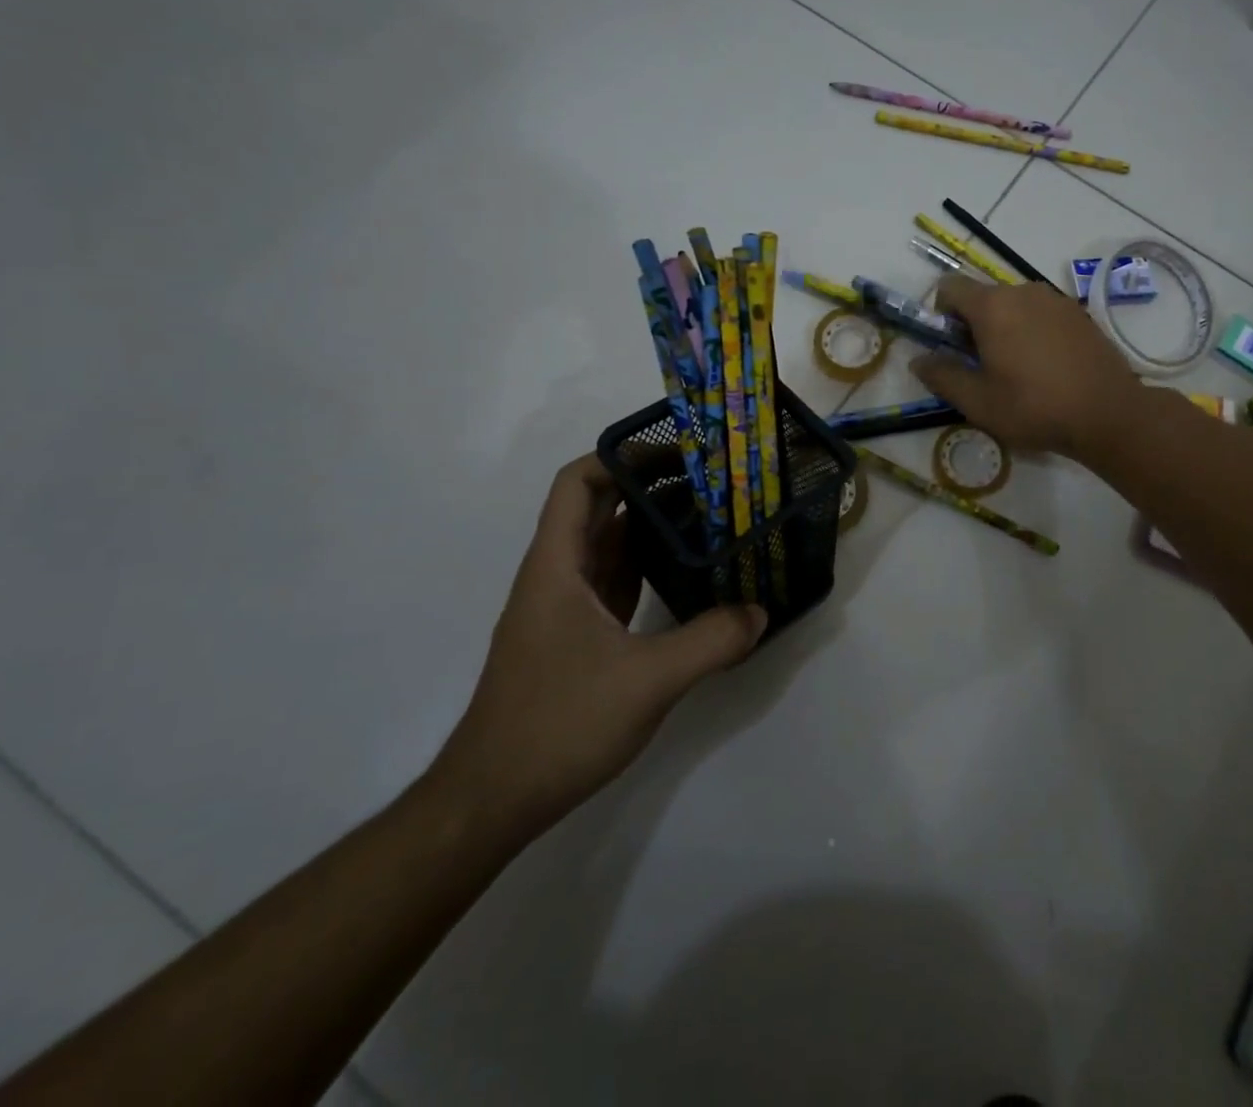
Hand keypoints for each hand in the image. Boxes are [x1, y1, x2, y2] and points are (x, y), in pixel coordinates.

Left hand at [431, 455, 765, 844]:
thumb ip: (710, 641)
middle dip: (648, 486)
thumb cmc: (558, 724)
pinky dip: (647, 566)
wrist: (492, 800)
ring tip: (708, 513)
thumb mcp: (647, 680)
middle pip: (597, 509)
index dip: (620, 456)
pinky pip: (615, 582)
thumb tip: (761, 611)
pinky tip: (686, 571)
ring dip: (650, 526)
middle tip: (708, 478)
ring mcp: (565, 610)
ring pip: (608, 547)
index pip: (577, 483)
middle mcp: (557, 577)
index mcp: (557, 567)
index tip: (675, 452)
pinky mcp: (577, 639)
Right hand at [910, 275, 1143, 457]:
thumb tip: (918, 360)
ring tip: (1017, 371)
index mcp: (993, 306)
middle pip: (983, 297)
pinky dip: (1032, 332)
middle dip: (973, 326)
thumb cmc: (1034, 407)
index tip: (951, 347)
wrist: (1109, 413)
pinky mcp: (1079, 314)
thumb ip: (942, 376)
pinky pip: (1041, 314)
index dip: (940, 314)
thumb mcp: (978, 401)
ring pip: (1014, 306)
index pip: (949, 287)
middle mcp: (1023, 291)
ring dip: (1004, 329)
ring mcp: (1055, 300)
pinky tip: (1046, 368)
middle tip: (983, 368)